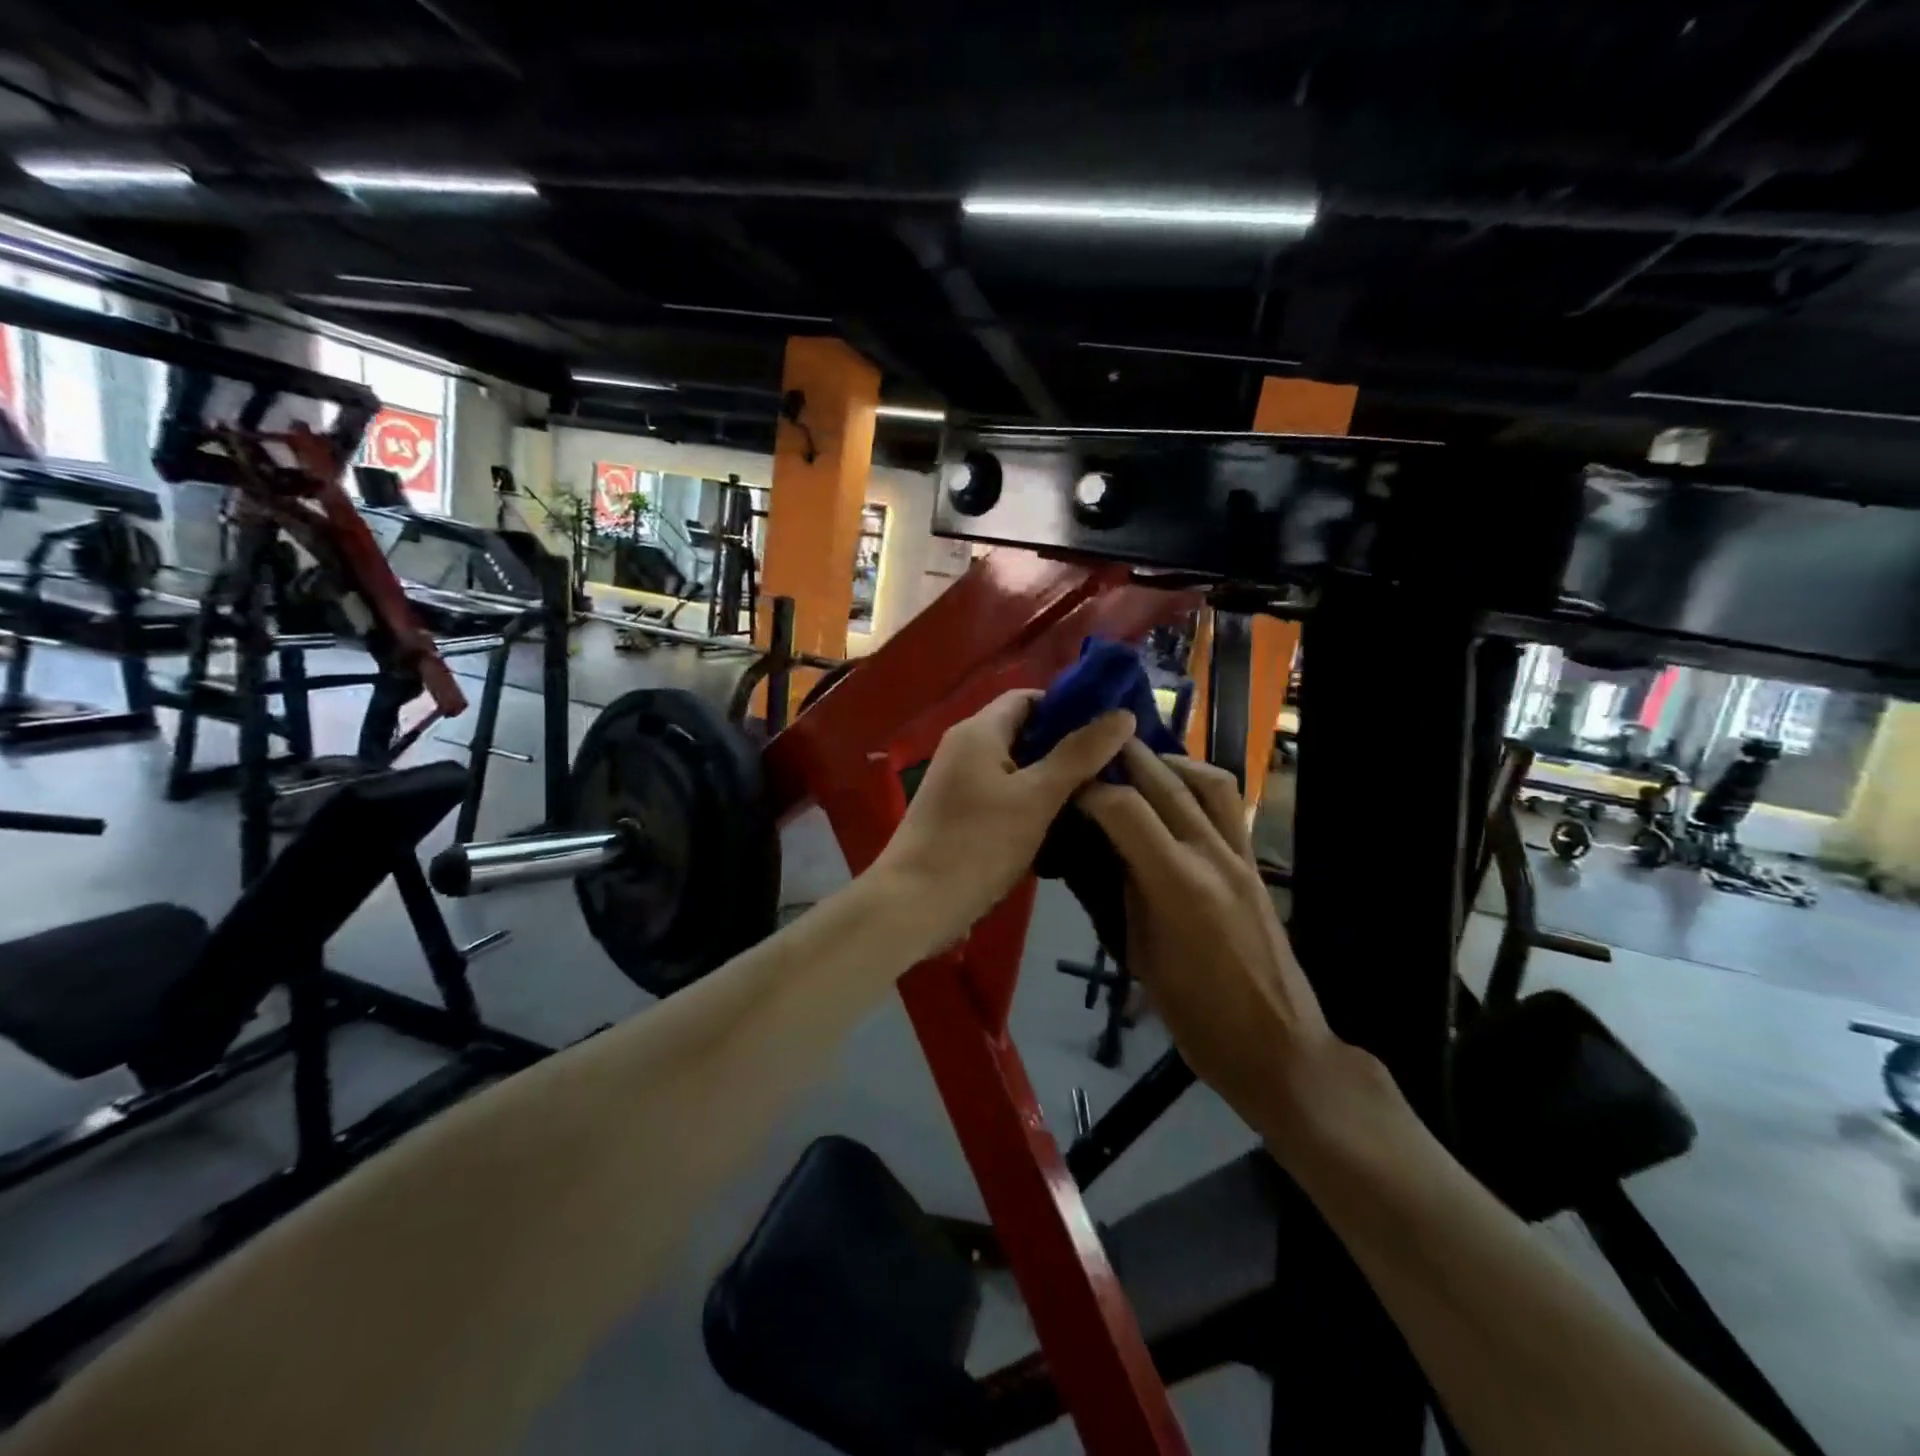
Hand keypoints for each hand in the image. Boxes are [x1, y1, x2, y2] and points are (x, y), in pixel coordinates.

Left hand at [874, 690, 1134, 953]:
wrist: (913, 906)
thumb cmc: (976, 845)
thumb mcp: (1036, 798)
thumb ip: (1079, 755)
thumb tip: (1122, 714)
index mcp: (978, 731)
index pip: (1029, 698)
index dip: (1069, 707)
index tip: (1109, 730)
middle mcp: (965, 749)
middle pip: (1025, 733)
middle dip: (1068, 747)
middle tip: (1114, 766)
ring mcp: (960, 784)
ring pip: (1017, 769)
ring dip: (1054, 780)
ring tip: (1101, 795)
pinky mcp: (961, 816)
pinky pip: (1005, 797)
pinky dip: (1033, 804)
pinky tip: (1065, 825)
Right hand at [1079, 743, 1370, 1154]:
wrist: (1278, 1047)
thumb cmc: (1198, 1017)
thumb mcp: (1141, 957)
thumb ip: (1126, 894)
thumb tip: (1108, 852)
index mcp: (1177, 884)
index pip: (1125, 809)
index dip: (1090, 790)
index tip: (1065, 786)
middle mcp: (1212, 856)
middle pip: (1166, 782)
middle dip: (1126, 757)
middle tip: (1093, 747)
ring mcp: (1241, 857)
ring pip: (1209, 781)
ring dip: (1170, 762)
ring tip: (1139, 764)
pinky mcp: (1256, 865)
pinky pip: (1230, 807)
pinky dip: (1199, 786)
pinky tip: (1177, 797)